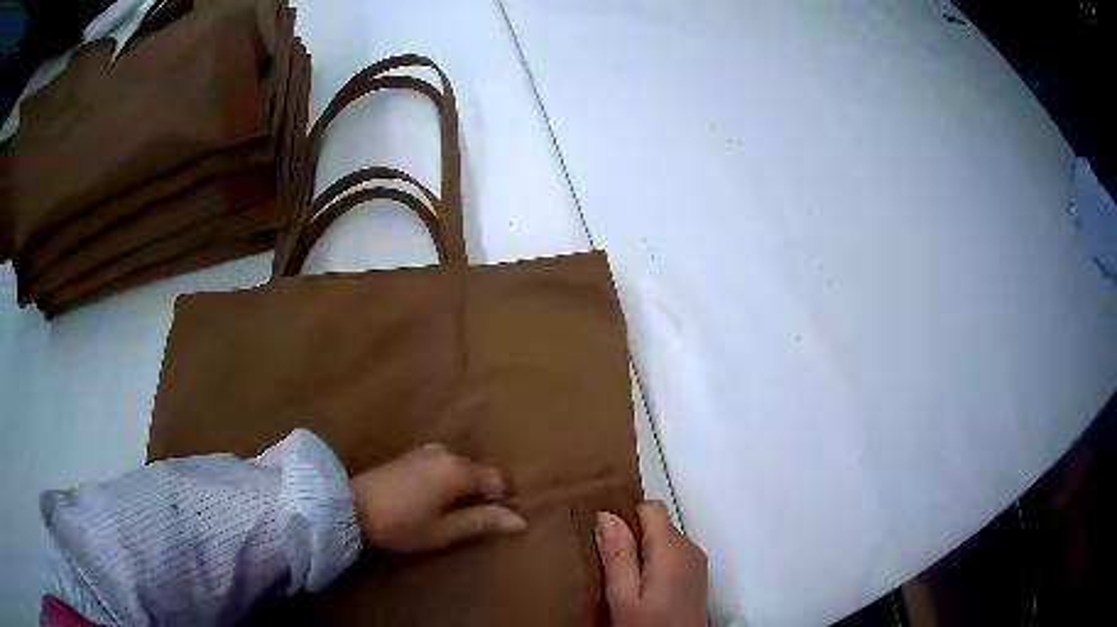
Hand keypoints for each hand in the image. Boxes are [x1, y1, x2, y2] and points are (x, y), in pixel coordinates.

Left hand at [350, 443, 525, 552]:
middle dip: (481, 495)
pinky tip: (430, 500)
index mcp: (459, 469)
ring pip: (462, 469)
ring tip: (446, 514)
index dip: (501, 503)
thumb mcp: (444, 531)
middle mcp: (448, 452)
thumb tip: (520, 520)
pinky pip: (445, 465)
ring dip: (463, 489)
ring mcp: (428, 450)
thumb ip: (482, 522)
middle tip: (465, 523)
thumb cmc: (401, 524)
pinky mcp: (413, 454)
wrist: (350, 507)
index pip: (499, 481)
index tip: (487, 523)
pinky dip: (447, 481)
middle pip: (481, 472)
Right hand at [596, 501, 708, 626]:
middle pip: (657, 525)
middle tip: (604, 564)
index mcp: (672, 548)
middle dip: (630, 538)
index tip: (601, 537)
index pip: (650, 508)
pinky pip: (671, 557)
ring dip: (640, 553)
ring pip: (663, 541)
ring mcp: (696, 564)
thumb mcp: (623, 596)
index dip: (625, 516)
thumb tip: (606, 514)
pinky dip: (653, 565)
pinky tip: (638, 590)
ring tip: (618, 580)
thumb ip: (617, 554)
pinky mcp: (696, 578)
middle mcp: (690, 548)